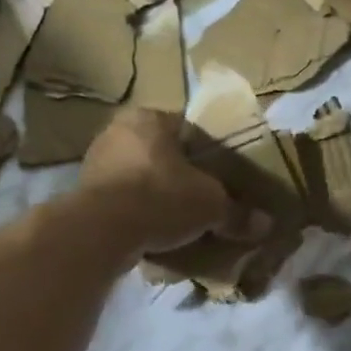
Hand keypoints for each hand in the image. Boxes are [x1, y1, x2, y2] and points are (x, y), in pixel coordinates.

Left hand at [76, 108, 268, 253]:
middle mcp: (119, 132)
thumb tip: (266, 225)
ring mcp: (96, 162)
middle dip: (183, 176)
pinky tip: (156, 233)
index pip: (189, 129)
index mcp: (151, 118)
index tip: (224, 176)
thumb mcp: (211, 205)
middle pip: (163, 154)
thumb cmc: (161, 198)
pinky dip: (139, 214)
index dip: (211, 153)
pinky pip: (123, 201)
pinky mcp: (84, 194)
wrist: (102, 231)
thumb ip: (237, 213)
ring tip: (182, 221)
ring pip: (141, 177)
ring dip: (159, 196)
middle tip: (206, 200)